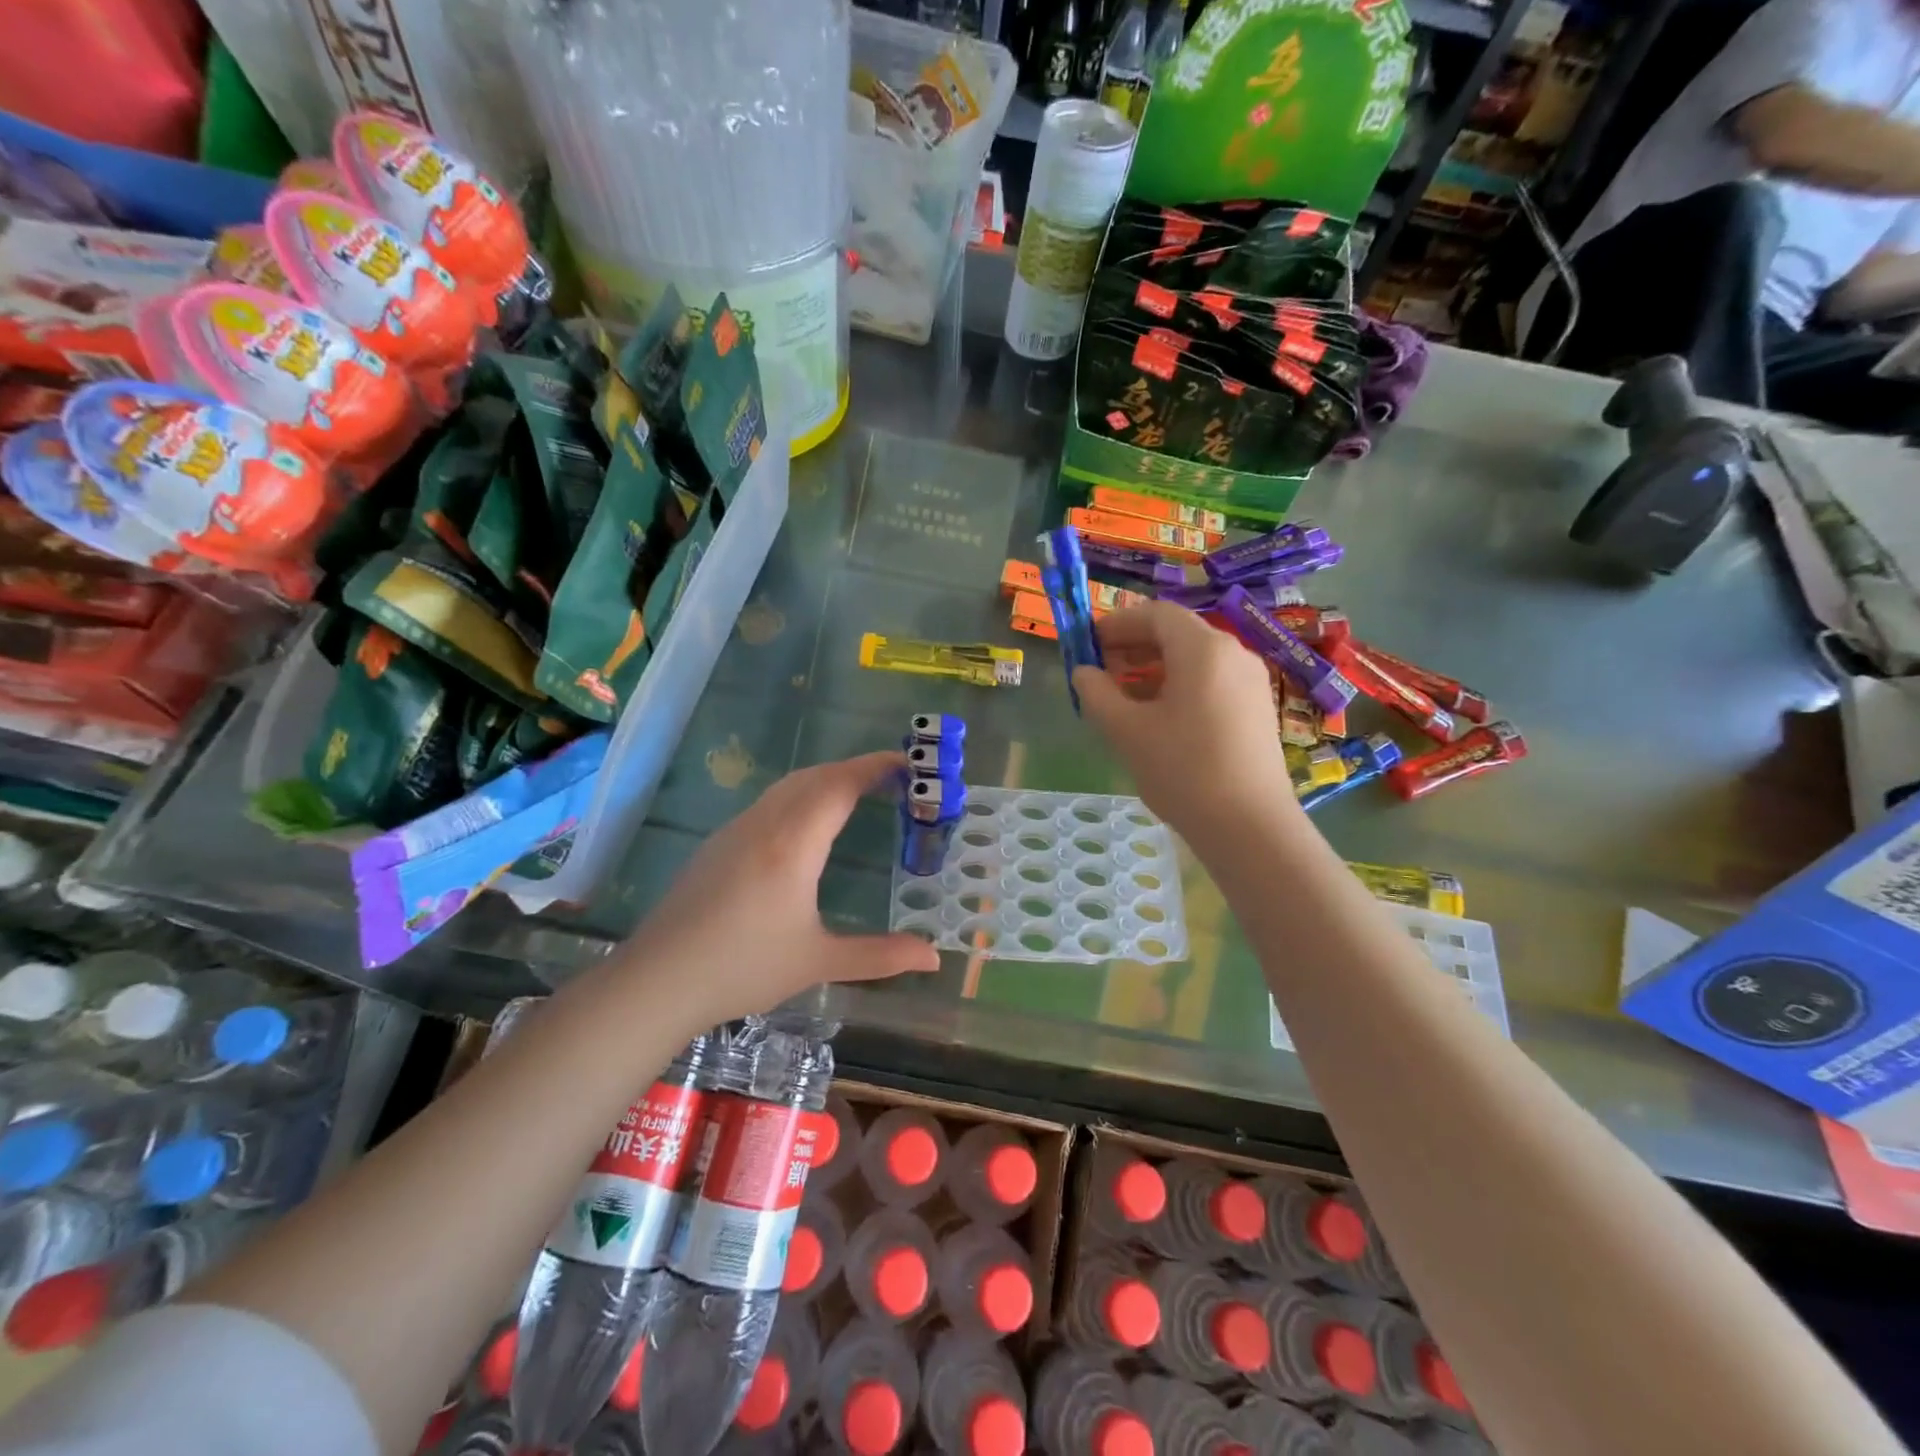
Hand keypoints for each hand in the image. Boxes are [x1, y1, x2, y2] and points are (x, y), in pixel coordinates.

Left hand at [627, 752, 939, 1024]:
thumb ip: (879, 956)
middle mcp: (764, 824)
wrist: (657, 980)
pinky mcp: (718, 844)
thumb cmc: (742, 968)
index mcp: (793, 844)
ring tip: (856, 794)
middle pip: (815, 777)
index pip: (840, 785)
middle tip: (891, 779)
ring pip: (788, 786)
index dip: (875, 767)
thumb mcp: (818, 962)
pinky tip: (806, 825)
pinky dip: (801, 795)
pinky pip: (769, 802)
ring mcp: (736, 830)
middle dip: (855, 769)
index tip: (907, 762)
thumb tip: (933, 958)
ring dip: (826, 780)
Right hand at [1073, 601, 1298, 841]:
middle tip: (1101, 669)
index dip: (1117, 623)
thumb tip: (1083, 672)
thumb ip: (1097, 693)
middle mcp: (1233, 653)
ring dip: (1155, 667)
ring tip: (1123, 696)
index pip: (1156, 614)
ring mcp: (1251, 681)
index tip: (1089, 643)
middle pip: (1177, 633)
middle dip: (1134, 645)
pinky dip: (1179, 685)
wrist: (1249, 826)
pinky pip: (1212, 680)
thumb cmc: (1182, 770)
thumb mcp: (1126, 730)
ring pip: (1195, 659)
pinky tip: (1158, 716)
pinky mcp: (1256, 708)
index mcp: (1203, 649)